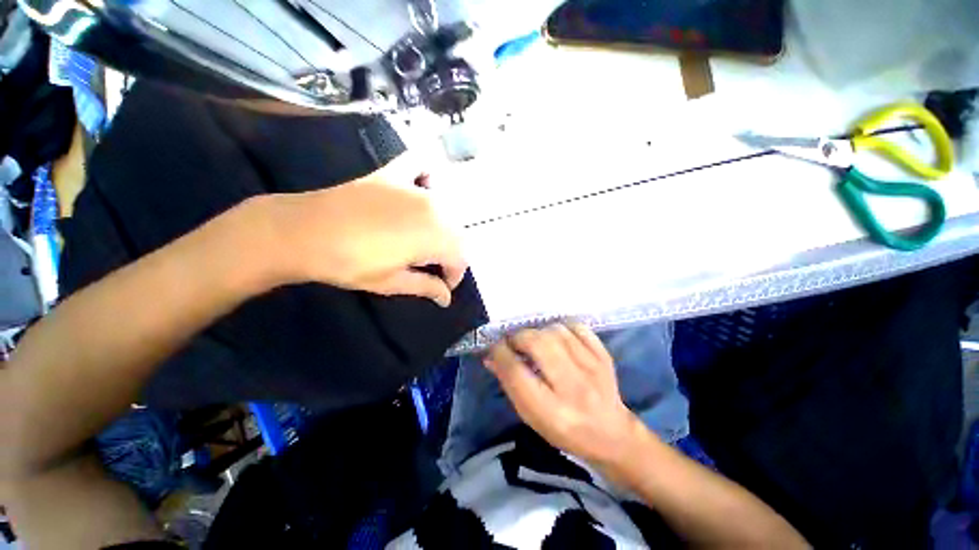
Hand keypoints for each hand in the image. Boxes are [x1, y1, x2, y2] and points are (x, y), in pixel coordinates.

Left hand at [256, 153, 466, 306]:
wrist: (311, 232)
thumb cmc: (350, 263)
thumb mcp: (390, 282)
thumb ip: (424, 286)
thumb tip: (446, 296)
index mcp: (436, 236)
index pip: (460, 256)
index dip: (454, 275)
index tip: (442, 287)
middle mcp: (434, 206)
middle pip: (454, 229)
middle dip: (448, 250)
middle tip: (428, 267)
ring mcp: (413, 185)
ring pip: (442, 203)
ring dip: (440, 222)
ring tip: (421, 238)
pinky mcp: (393, 173)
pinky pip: (421, 165)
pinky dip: (428, 173)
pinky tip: (422, 186)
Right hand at [485, 323, 647, 466]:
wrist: (609, 433)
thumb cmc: (564, 431)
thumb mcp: (532, 418)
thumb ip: (513, 387)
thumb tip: (492, 358)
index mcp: (549, 410)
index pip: (516, 372)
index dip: (500, 354)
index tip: (493, 348)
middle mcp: (571, 387)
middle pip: (537, 344)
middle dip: (518, 337)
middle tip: (512, 342)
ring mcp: (592, 369)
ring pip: (557, 332)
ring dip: (538, 331)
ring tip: (533, 341)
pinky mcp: (605, 357)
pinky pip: (579, 329)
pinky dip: (562, 328)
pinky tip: (556, 337)